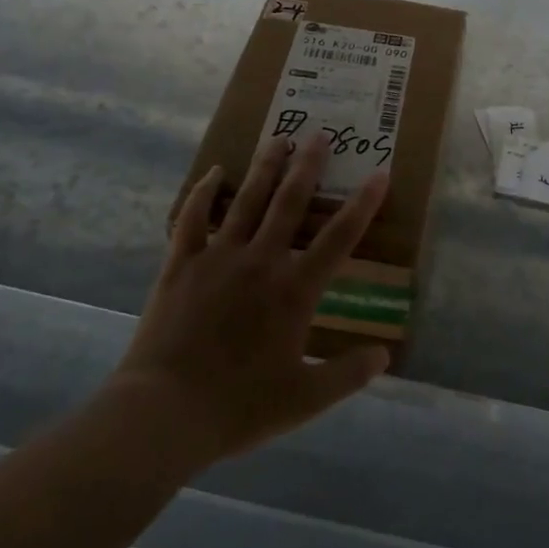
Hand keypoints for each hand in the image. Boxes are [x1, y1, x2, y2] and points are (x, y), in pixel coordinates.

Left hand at [115, 132, 391, 461]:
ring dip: (265, 167)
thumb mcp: (305, 398)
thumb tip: (385, 355)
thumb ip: (348, 374)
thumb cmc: (239, 406)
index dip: (364, 204)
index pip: (340, 237)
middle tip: (320, 135)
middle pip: (290, 203)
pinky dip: (204, 192)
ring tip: (278, 137)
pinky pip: (193, 218)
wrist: (163, 413)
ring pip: (247, 200)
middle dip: (309, 167)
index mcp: (294, 290)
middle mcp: (261, 261)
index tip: (380, 173)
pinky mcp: (180, 265)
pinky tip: (214, 173)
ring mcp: (217, 258)